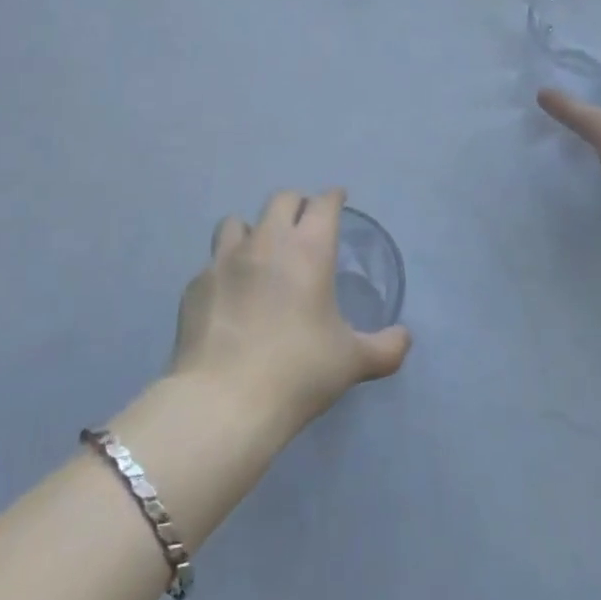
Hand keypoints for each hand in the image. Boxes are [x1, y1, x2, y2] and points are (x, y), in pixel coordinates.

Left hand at [170, 189, 410, 435]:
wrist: (224, 402)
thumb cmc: (299, 373)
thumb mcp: (352, 362)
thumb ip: (385, 347)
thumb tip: (404, 338)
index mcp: (309, 250)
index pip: (323, 204)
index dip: (333, 198)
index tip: (337, 200)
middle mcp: (266, 243)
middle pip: (281, 200)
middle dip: (296, 205)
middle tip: (304, 225)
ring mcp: (224, 261)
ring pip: (237, 222)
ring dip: (254, 230)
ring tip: (260, 254)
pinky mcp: (196, 285)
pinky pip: (213, 263)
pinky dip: (226, 270)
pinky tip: (230, 297)